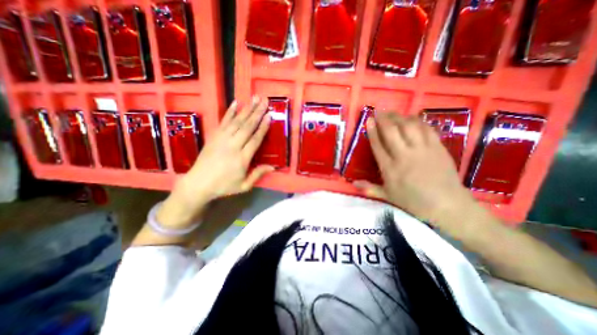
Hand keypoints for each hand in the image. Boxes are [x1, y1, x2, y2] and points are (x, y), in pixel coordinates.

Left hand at [161, 96, 274, 227]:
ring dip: (247, 109)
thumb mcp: (244, 186)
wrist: (197, 184)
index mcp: (242, 158)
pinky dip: (230, 112)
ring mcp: (222, 139)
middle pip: (247, 126)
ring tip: (255, 98)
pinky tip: (236, 103)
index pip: (255, 139)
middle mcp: (233, 146)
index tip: (269, 115)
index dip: (263, 127)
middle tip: (265, 100)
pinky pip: (223, 121)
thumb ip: (258, 174)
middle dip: (257, 112)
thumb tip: (273, 167)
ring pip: (237, 121)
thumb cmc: (223, 186)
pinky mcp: (214, 136)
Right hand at [353, 112, 475, 227]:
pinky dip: (418, 121)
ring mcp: (422, 150)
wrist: (446, 205)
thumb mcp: (387, 196)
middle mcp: (404, 156)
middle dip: (384, 119)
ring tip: (393, 113)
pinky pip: (426, 129)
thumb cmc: (413, 201)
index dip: (372, 131)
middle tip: (379, 112)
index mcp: (390, 168)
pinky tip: (412, 118)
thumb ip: (369, 188)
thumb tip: (353, 184)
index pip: (378, 145)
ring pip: (409, 127)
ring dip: (399, 117)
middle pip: (392, 131)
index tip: (369, 120)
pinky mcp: (437, 147)